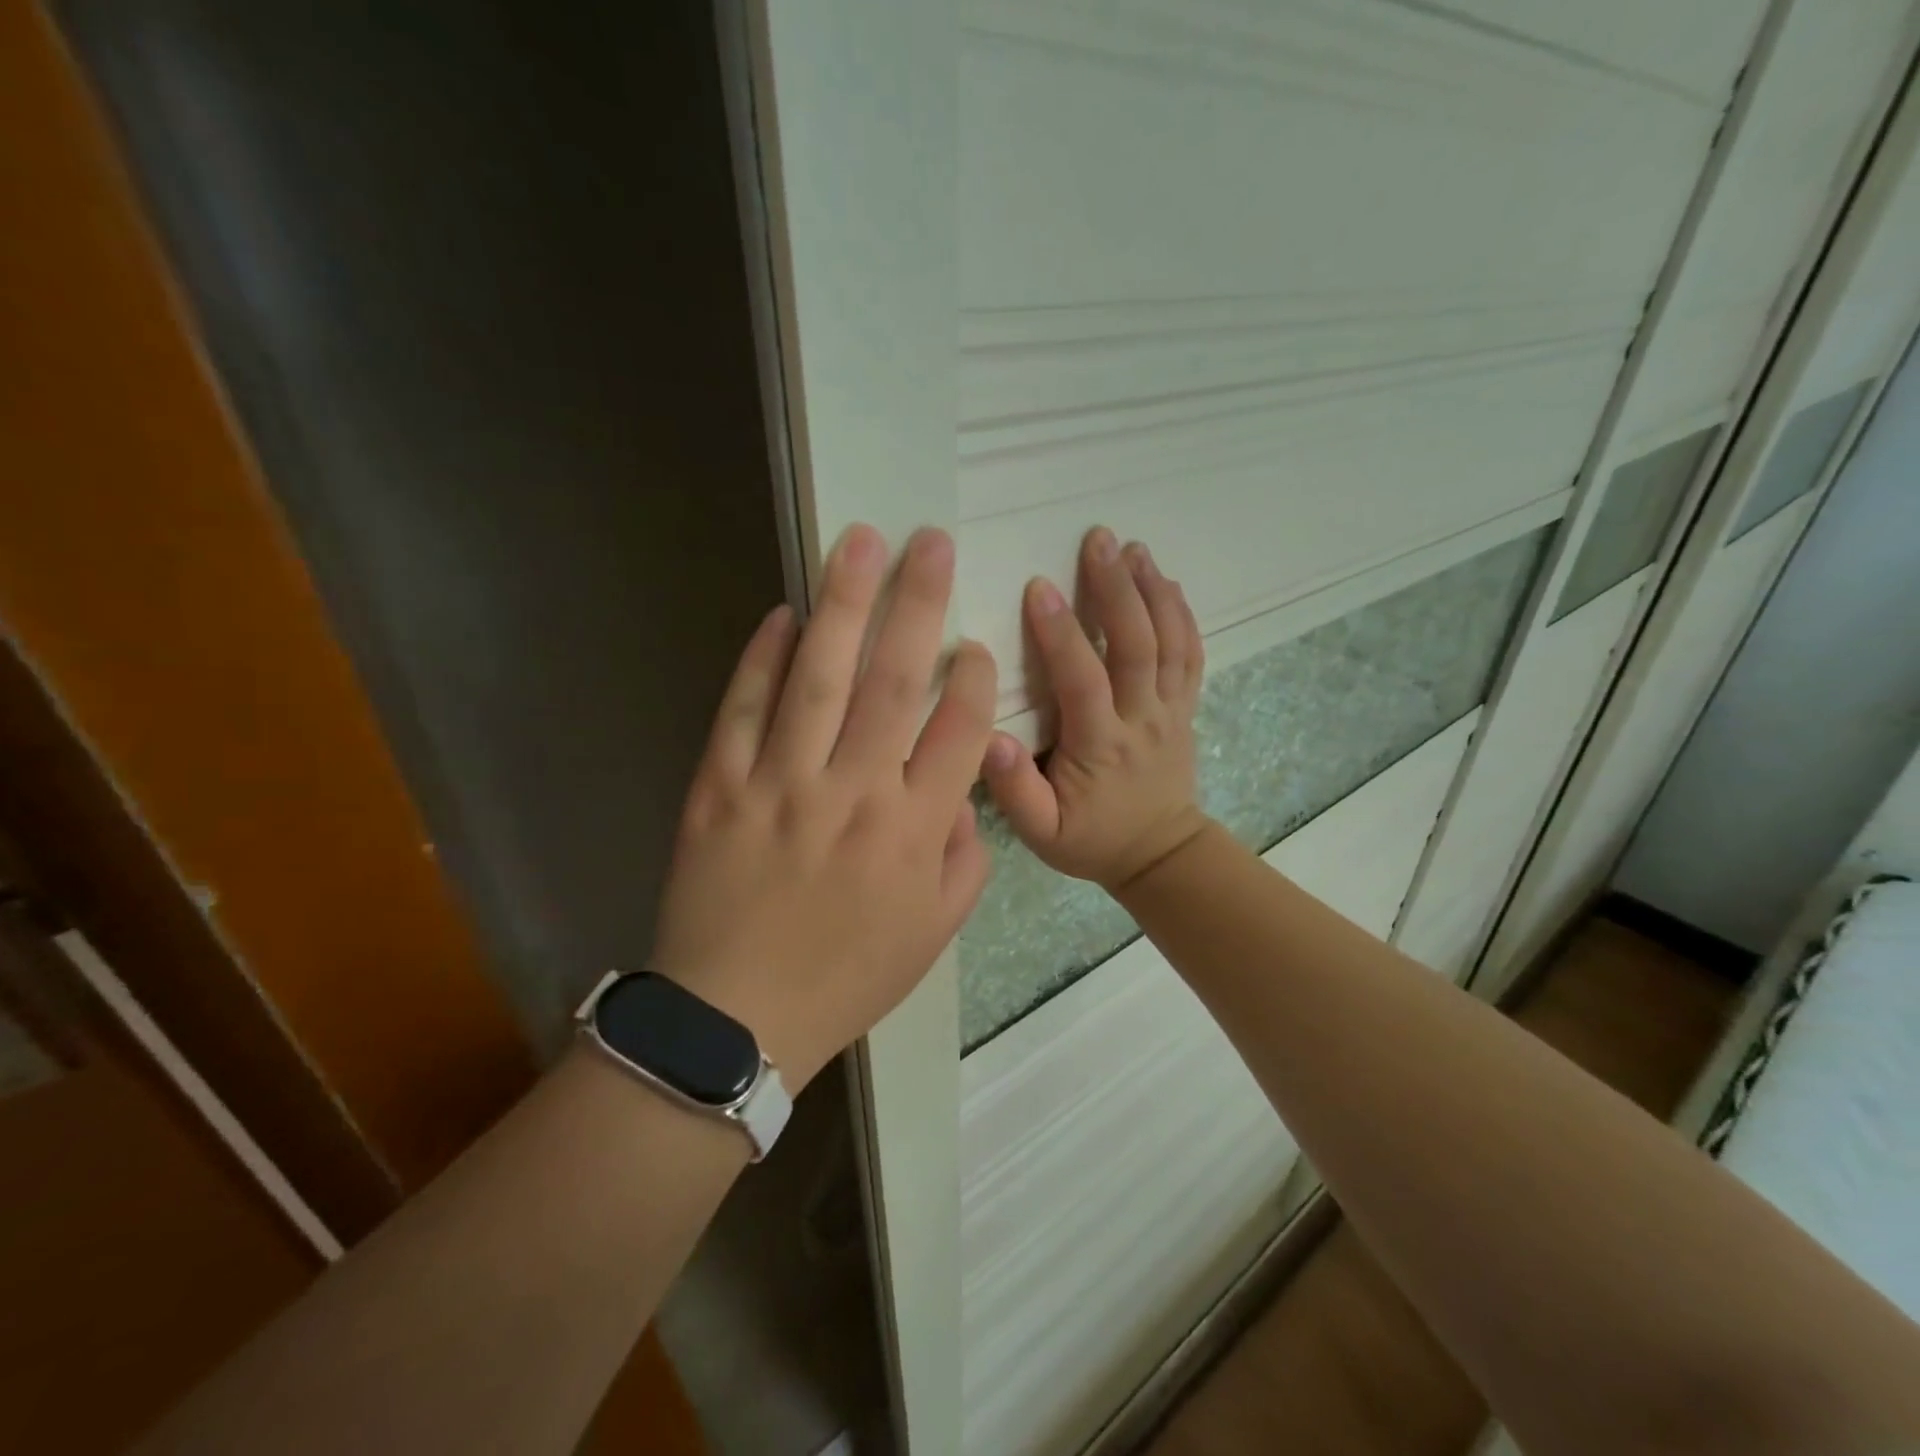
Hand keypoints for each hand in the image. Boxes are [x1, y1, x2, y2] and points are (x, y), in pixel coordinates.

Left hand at [650, 525, 995, 1089]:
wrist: (736, 1019)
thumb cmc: (847, 976)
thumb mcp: (934, 933)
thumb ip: (965, 859)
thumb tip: (962, 793)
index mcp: (913, 830)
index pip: (958, 731)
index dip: (973, 677)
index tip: (974, 642)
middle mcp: (854, 792)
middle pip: (893, 681)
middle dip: (918, 604)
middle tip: (931, 542)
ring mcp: (781, 783)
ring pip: (819, 677)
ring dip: (842, 604)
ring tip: (859, 543)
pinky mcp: (720, 786)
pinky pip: (744, 708)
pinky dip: (764, 657)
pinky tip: (784, 614)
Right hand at [984, 527, 1210, 892]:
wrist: (1160, 855)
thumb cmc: (1091, 840)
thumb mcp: (1042, 833)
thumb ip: (1015, 790)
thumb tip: (989, 739)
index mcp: (1101, 746)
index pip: (1083, 680)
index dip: (1061, 633)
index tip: (1038, 587)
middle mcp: (1141, 719)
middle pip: (1136, 645)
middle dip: (1117, 589)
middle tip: (1098, 540)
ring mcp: (1170, 710)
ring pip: (1169, 642)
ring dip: (1152, 590)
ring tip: (1133, 547)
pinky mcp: (1184, 708)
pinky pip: (1190, 655)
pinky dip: (1182, 615)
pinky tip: (1167, 583)